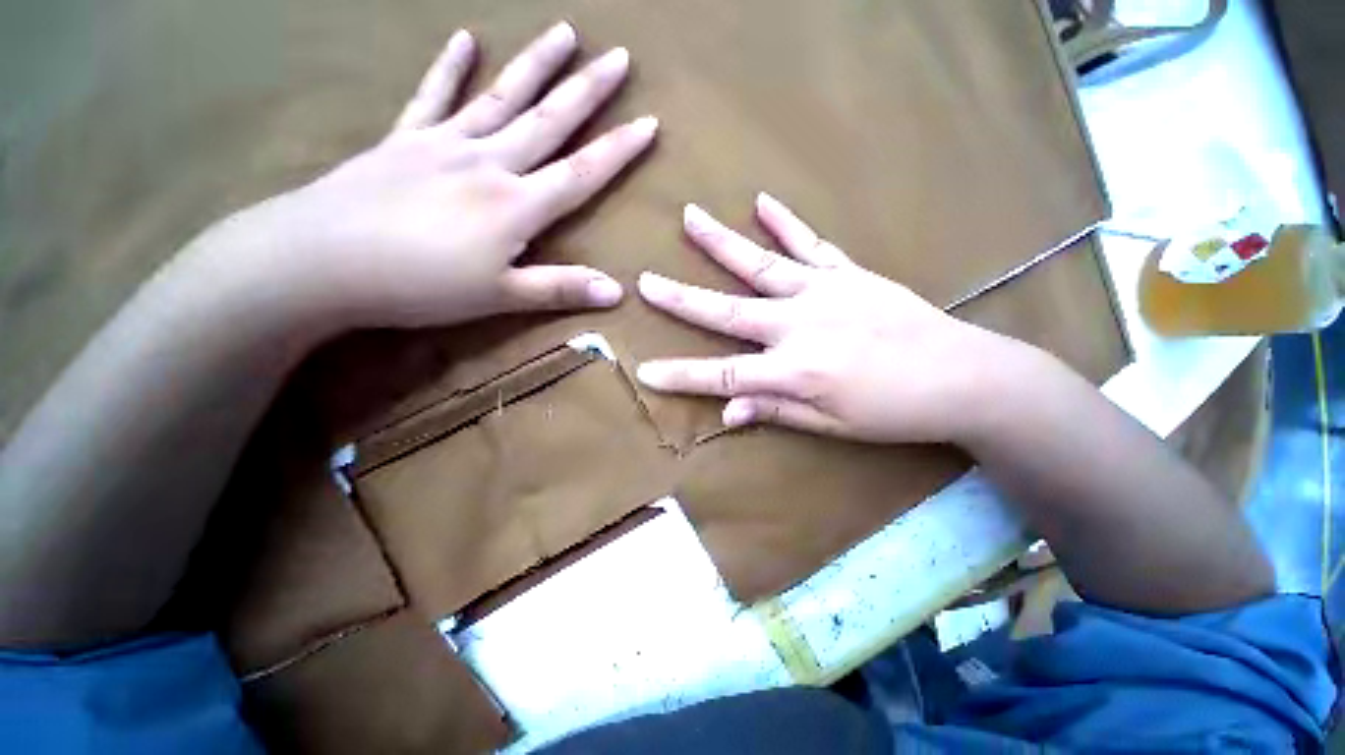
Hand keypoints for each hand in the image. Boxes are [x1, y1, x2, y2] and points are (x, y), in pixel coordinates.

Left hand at [213, 22, 655, 329]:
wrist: (320, 262)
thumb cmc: (420, 286)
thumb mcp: (501, 297)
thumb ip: (560, 289)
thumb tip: (617, 292)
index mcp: (516, 205)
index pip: (581, 173)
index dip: (618, 150)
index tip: (649, 123)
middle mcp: (488, 163)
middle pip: (548, 121)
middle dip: (588, 90)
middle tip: (619, 57)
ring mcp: (443, 145)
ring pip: (501, 97)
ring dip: (535, 64)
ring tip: (564, 31)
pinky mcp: (403, 141)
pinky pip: (432, 97)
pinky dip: (449, 68)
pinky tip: (464, 38)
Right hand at [635, 194, 1021, 443]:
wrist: (963, 375)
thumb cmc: (893, 412)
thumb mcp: (830, 425)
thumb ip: (775, 410)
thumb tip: (728, 410)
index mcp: (794, 371)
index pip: (722, 375)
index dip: (681, 376)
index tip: (644, 372)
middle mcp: (799, 325)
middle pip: (728, 312)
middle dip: (681, 299)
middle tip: (645, 282)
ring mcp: (823, 292)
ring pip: (760, 265)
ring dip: (722, 242)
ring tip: (689, 217)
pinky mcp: (847, 274)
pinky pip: (810, 244)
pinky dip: (785, 223)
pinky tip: (762, 202)